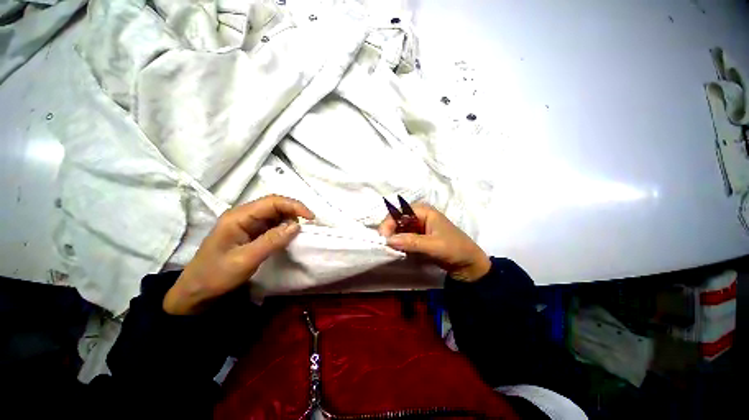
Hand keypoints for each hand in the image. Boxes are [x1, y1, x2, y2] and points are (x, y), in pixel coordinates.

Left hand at [163, 195, 314, 314]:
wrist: (195, 292)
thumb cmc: (216, 276)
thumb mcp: (245, 260)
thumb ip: (271, 241)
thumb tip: (296, 226)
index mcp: (238, 217)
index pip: (272, 202)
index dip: (294, 206)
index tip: (311, 218)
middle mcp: (243, 215)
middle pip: (274, 205)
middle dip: (294, 212)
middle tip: (309, 225)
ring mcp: (246, 224)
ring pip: (274, 214)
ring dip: (290, 220)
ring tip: (301, 232)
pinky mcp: (250, 232)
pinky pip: (271, 225)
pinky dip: (284, 228)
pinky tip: (289, 236)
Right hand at [378, 204, 490, 281]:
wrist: (469, 265)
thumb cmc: (455, 250)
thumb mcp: (434, 246)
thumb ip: (411, 242)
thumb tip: (388, 240)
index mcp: (424, 211)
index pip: (400, 212)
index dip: (389, 222)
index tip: (383, 238)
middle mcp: (419, 216)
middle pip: (397, 219)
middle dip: (389, 231)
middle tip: (384, 245)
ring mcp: (418, 227)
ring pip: (399, 229)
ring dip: (393, 238)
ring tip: (388, 249)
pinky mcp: (418, 238)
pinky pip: (403, 238)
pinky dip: (398, 244)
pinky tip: (396, 251)